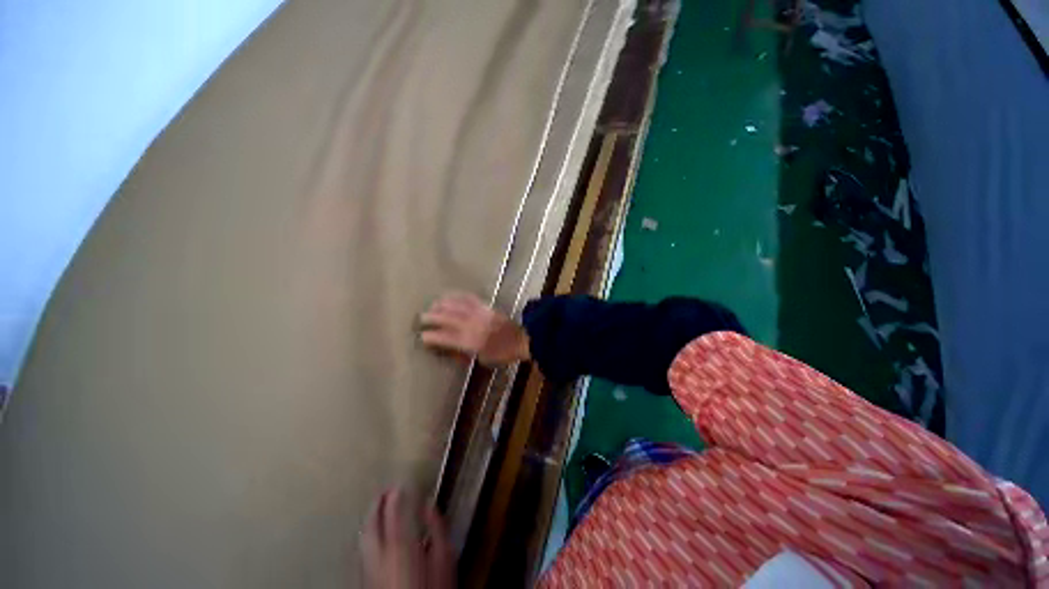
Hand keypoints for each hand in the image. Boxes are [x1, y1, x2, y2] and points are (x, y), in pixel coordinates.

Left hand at [360, 488, 454, 588]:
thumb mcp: (445, 557)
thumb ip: (436, 527)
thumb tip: (427, 504)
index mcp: (400, 543)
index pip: (394, 509)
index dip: (397, 494)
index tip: (401, 483)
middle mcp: (378, 553)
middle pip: (372, 522)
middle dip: (377, 503)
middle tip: (386, 490)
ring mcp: (367, 568)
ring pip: (362, 537)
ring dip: (369, 518)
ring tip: (377, 508)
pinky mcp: (364, 580)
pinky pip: (362, 550)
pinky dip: (367, 535)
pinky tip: (373, 535)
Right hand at [419, 292, 529, 366]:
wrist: (520, 339)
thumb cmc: (502, 353)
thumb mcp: (483, 359)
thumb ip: (467, 353)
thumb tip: (455, 350)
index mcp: (470, 341)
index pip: (446, 337)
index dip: (433, 336)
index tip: (422, 336)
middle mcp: (471, 325)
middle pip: (448, 318)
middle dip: (433, 317)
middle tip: (421, 317)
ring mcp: (478, 313)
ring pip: (456, 306)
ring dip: (443, 305)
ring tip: (433, 305)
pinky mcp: (485, 306)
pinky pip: (469, 298)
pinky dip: (458, 296)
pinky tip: (451, 295)